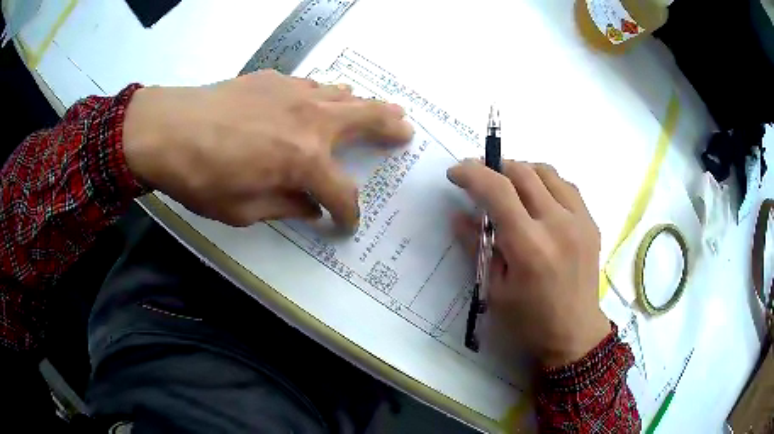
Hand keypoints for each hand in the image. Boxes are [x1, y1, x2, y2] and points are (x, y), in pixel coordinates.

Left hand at [123, 70, 412, 228]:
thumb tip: (309, 207)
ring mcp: (294, 93)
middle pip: (367, 119)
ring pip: (344, 94)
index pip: (342, 194)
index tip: (346, 224)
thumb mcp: (242, 211)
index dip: (348, 213)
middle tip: (406, 131)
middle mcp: (310, 121)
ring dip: (363, 105)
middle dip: (391, 128)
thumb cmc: (200, 178)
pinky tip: (319, 99)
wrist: (166, 129)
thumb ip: (284, 207)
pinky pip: (312, 84)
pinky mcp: (274, 79)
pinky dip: (325, 94)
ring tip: (376, 110)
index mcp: (303, 161)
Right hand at [448, 160, 610, 366]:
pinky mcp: (591, 223)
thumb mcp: (494, 290)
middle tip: (479, 176)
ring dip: (521, 171)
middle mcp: (558, 224)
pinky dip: (545, 183)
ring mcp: (579, 220)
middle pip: (522, 173)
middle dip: (494, 166)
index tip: (455, 173)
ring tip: (508, 184)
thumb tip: (458, 215)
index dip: (471, 173)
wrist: (575, 334)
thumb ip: (476, 247)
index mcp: (529, 246)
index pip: (497, 191)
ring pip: (547, 172)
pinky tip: (537, 198)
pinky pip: (566, 186)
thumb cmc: (529, 321)